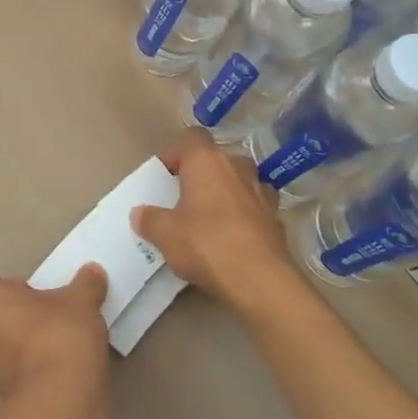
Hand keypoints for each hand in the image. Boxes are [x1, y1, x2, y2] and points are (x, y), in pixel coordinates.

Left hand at [0, 266, 109, 401]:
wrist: (61, 401)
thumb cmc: (60, 335)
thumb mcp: (82, 300)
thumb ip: (86, 283)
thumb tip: (93, 273)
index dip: (24, 289)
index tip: (50, 297)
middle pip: (3, 316)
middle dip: (27, 318)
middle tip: (59, 319)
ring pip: (10, 347)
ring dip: (32, 346)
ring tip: (68, 347)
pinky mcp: (2, 397)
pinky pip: (21, 373)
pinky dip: (38, 371)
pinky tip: (66, 371)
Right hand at [132, 127, 294, 316]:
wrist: (260, 281)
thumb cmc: (206, 244)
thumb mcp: (165, 234)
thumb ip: (149, 220)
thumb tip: (140, 214)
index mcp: (206, 161)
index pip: (191, 137)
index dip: (176, 153)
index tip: (165, 175)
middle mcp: (237, 167)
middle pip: (217, 158)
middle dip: (202, 173)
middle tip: (184, 197)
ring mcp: (262, 191)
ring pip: (240, 180)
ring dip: (226, 191)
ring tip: (210, 216)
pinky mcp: (277, 218)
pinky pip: (255, 206)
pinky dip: (244, 215)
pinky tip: (233, 237)